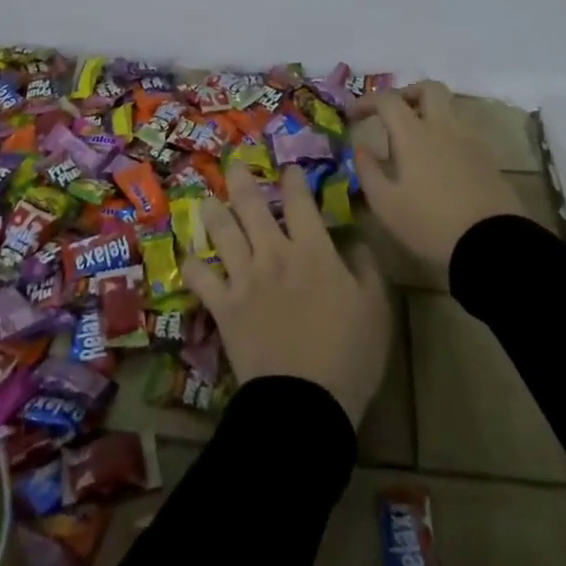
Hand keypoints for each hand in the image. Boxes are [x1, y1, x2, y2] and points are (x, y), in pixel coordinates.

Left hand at [181, 163, 391, 427]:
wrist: (305, 402)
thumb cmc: (349, 355)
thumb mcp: (376, 309)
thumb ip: (367, 268)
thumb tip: (355, 240)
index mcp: (313, 250)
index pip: (299, 201)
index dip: (292, 179)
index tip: (289, 169)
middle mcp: (273, 253)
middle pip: (251, 205)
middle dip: (241, 178)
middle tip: (234, 163)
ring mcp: (244, 277)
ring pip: (221, 231)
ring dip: (213, 212)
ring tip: (208, 200)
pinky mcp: (223, 305)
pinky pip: (199, 278)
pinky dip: (192, 265)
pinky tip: (189, 258)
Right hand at [352, 81, 521, 273]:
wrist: (492, 245)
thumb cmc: (430, 223)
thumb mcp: (386, 204)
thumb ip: (368, 172)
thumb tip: (360, 149)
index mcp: (414, 134)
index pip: (388, 100)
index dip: (367, 101)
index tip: (353, 115)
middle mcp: (444, 128)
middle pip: (430, 89)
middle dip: (408, 93)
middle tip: (393, 114)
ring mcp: (470, 141)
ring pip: (450, 109)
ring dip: (430, 113)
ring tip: (415, 140)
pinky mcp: (488, 159)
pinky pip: (464, 132)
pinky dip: (447, 135)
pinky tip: (440, 162)